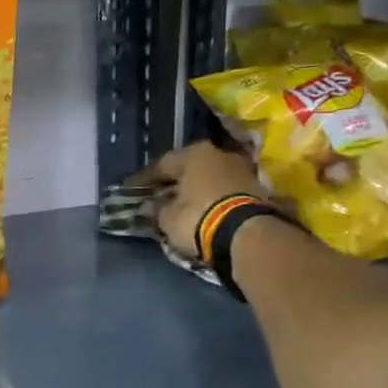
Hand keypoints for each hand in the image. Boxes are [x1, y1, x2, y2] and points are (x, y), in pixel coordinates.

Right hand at [132, 141, 269, 258]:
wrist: (247, 234)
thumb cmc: (199, 218)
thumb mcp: (169, 218)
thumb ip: (156, 209)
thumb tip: (148, 206)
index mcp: (194, 154)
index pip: (162, 164)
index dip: (145, 180)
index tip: (132, 190)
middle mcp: (218, 154)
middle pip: (188, 168)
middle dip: (173, 182)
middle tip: (158, 195)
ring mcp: (240, 169)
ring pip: (208, 177)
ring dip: (194, 190)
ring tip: (181, 205)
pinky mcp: (256, 188)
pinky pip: (224, 190)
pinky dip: (211, 198)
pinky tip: (202, 210)